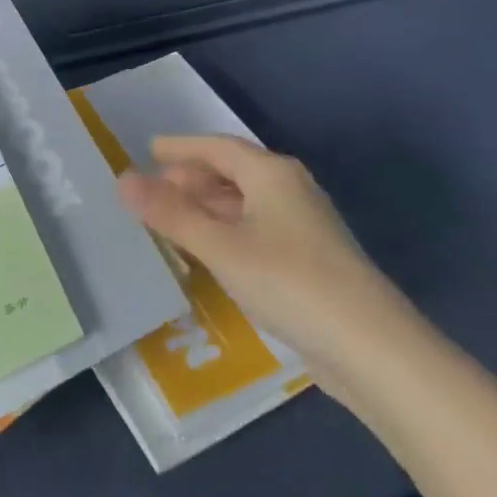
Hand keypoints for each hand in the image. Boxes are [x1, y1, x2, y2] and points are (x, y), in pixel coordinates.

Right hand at [115, 135, 417, 401]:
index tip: (149, 150)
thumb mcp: (221, 247)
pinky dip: (228, 231)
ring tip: (175, 220)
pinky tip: (213, 254)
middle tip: (156, 190)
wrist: (373, 350)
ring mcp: (305, 225)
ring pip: (246, 202)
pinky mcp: (311, 260)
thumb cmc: (290, 282)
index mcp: (271, 173)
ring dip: (210, 206)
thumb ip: (170, 214)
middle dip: (193, 178)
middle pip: (233, 171)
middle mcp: (290, 189)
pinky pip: (257, 228)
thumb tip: (122, 180)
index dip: (181, 147)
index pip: (217, 147)